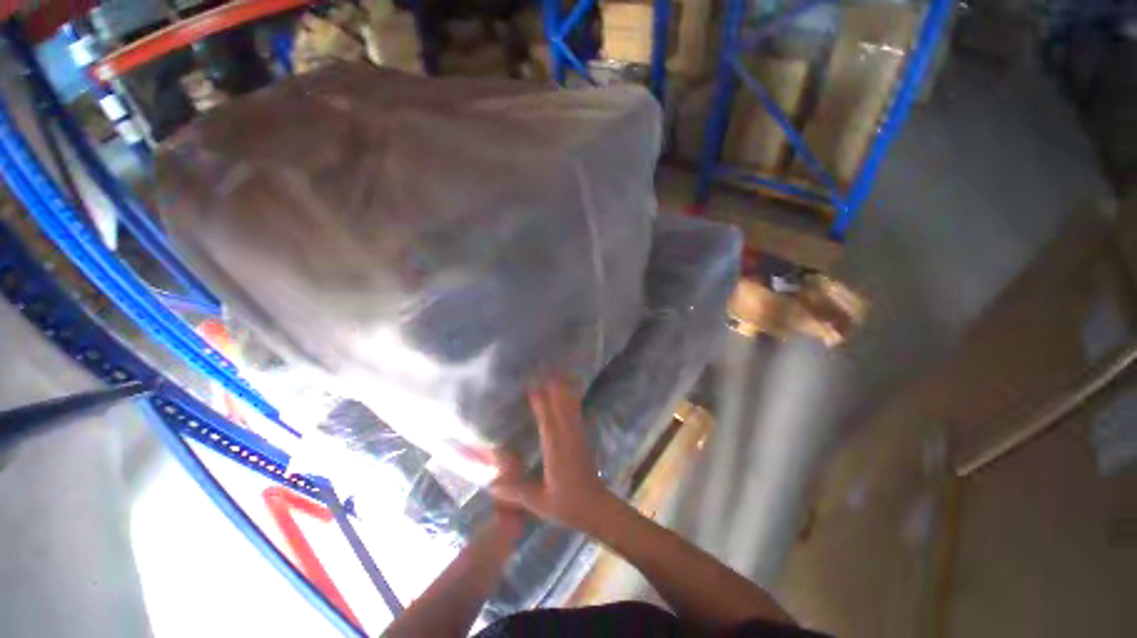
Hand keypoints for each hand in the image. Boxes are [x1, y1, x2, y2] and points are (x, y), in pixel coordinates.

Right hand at [490, 377, 615, 531]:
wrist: (596, 507)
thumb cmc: (567, 505)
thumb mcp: (538, 502)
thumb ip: (515, 490)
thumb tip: (490, 483)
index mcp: (556, 449)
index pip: (547, 418)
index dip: (539, 399)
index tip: (530, 382)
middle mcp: (569, 436)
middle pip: (561, 404)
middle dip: (553, 385)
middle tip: (543, 367)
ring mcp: (578, 433)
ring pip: (571, 404)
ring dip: (563, 387)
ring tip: (555, 371)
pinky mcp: (583, 435)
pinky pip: (576, 410)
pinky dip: (571, 396)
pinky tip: (567, 389)